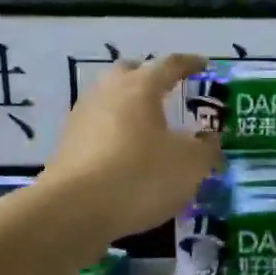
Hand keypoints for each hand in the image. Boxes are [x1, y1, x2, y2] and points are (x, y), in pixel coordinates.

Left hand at [40, 54, 219, 240]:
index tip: (203, 64)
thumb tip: (209, 140)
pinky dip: (114, 134)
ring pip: (109, 99)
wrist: (73, 211)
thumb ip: (206, 148)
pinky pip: (97, 128)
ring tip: (148, 126)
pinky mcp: (67, 146)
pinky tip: (126, 154)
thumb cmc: (140, 176)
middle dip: (149, 77)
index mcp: (140, 87)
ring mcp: (82, 118)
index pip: (169, 64)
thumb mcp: (189, 165)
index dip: (189, 63)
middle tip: (167, 90)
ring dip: (129, 106)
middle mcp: (107, 93)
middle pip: (129, 72)